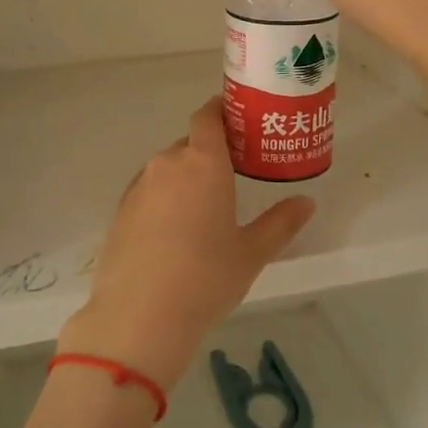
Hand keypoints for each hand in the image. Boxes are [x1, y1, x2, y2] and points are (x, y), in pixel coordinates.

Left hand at [58, 98, 314, 391]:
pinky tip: (174, 234)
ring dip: (185, 179)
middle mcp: (168, 163)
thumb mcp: (251, 253)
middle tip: (232, 178)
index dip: (221, 112)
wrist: (139, 316)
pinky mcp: (120, 210)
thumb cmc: (205, 278)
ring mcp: (139, 186)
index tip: (237, 121)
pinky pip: (149, 191)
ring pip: (167, 169)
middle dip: (209, 154)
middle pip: (190, 145)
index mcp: (203, 162)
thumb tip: (306, 202)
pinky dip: (164, 200)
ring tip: (204, 211)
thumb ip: (281, 223)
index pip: (208, 116)